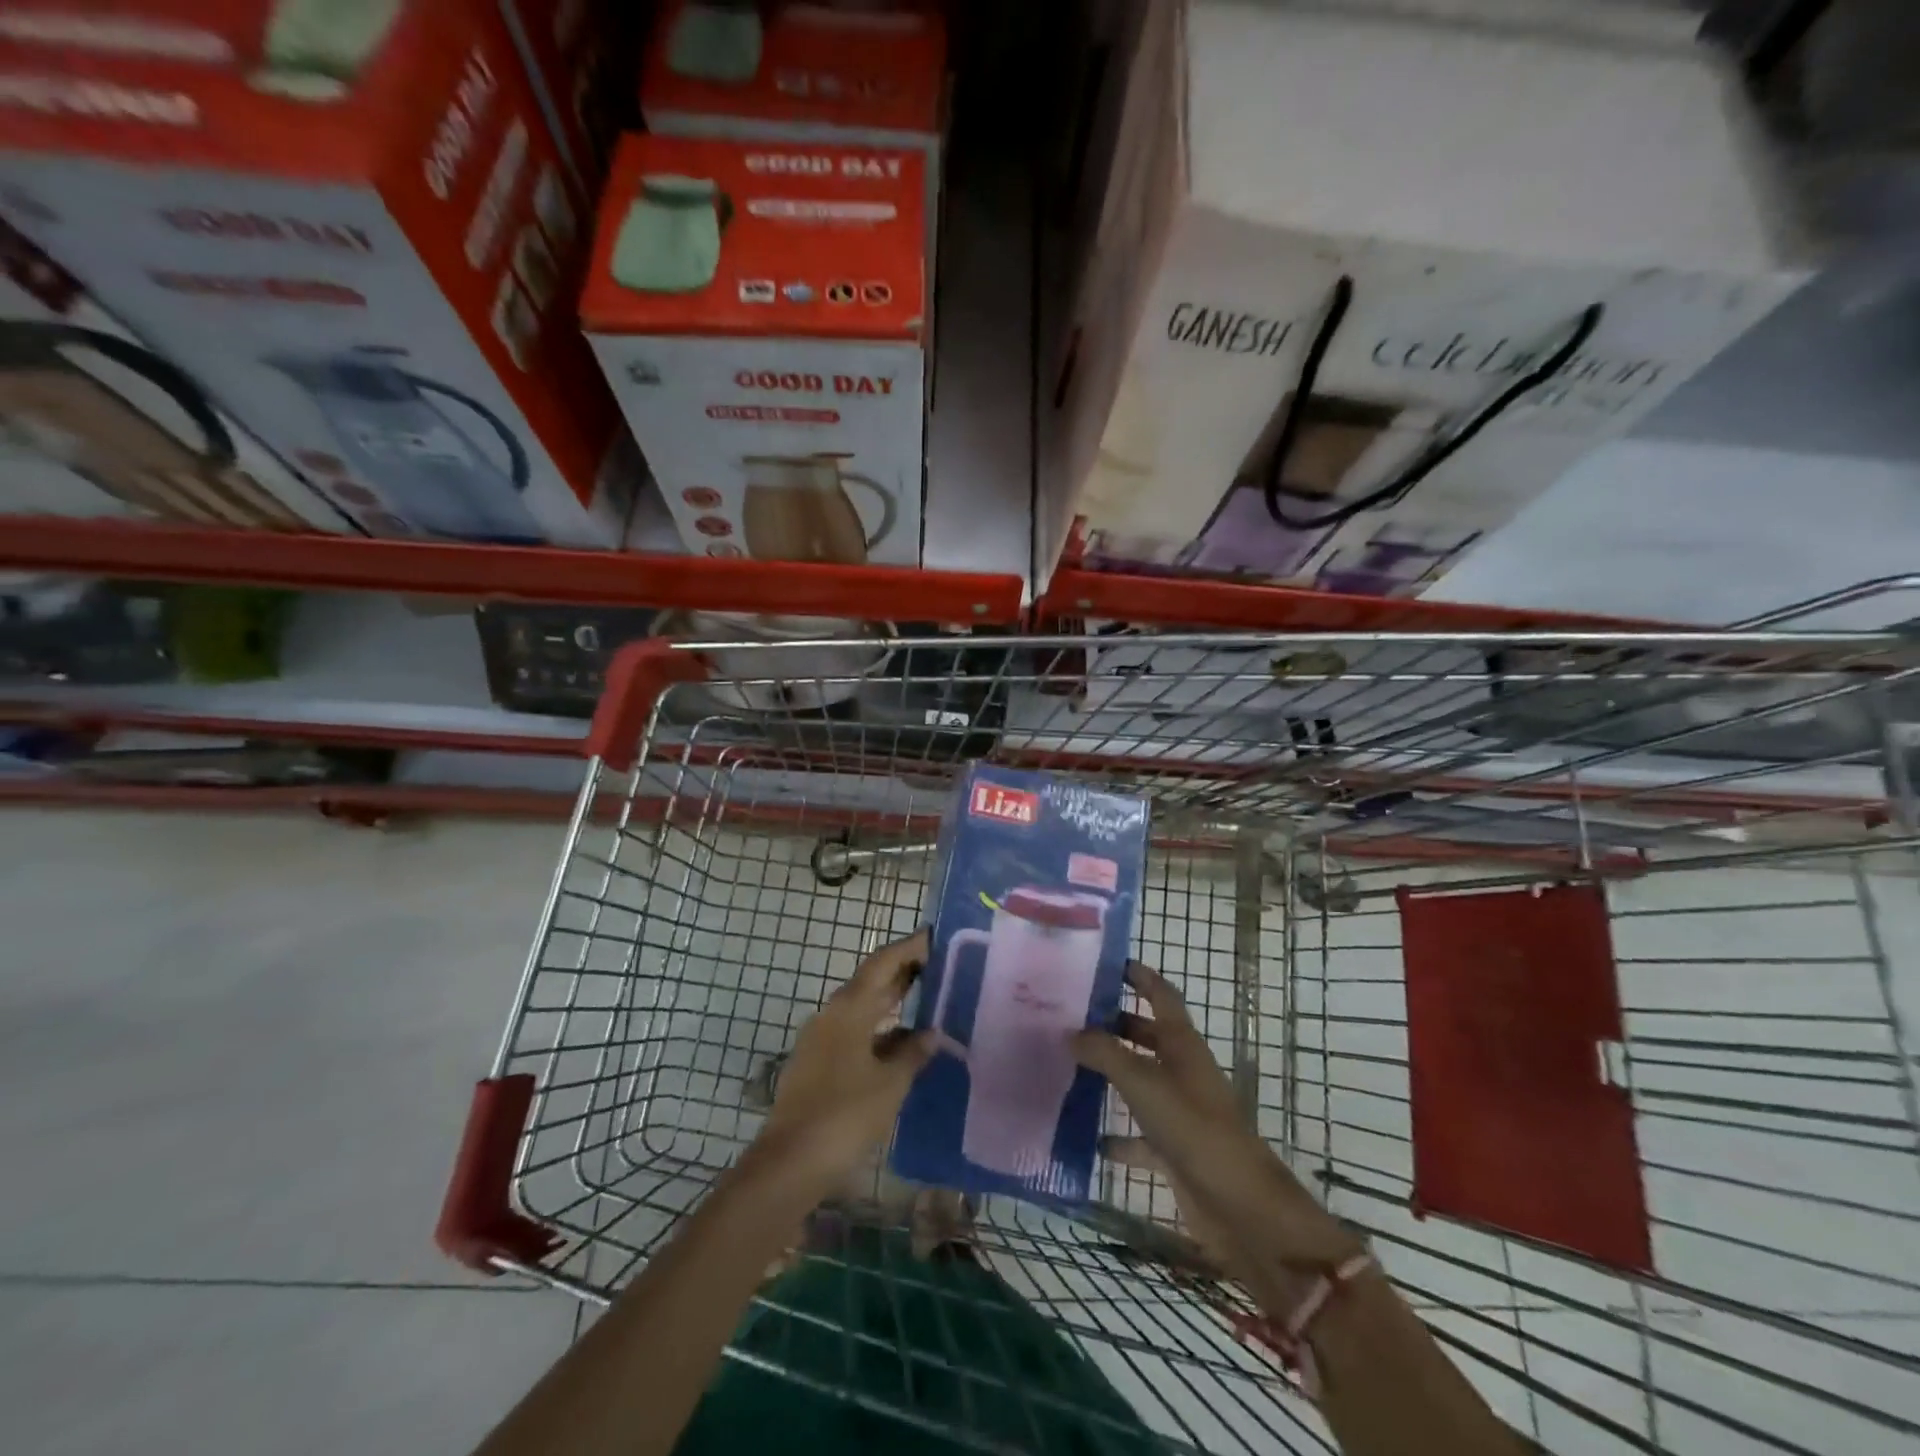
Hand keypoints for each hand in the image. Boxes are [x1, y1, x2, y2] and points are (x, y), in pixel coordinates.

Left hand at [752, 930, 934, 1193]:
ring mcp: (821, 1039)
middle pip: (872, 981)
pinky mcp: (817, 1064)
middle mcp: (832, 1014)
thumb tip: (930, 1033)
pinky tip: (903, 1046)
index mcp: (849, 1008)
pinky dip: (880, 1031)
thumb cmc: (845, 1115)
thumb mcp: (890, 1083)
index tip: (936, 936)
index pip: (884, 962)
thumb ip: (912, 1053)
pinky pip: (855, 1033)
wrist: (789, 1163)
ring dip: (893, 1003)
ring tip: (929, 1002)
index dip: (910, 947)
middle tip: (941, 965)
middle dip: (904, 972)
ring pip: (863, 1009)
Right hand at [1075, 963, 1362, 1303]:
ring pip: (1139, 1081)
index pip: (1160, 994)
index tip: (1107, 963)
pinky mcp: (1173, 1149)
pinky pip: (1137, 1133)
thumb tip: (1071, 1032)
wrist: (1239, 1206)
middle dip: (1114, 1023)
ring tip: (1068, 1065)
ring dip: (1110, 1074)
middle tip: (1071, 1015)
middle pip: (1146, 1035)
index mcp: (1182, 1044)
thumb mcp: (1143, 1082)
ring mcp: (1179, 1110)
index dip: (1139, 976)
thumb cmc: (1193, 1128)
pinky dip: (1115, 1134)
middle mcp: (1182, 1070)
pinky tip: (1085, 1136)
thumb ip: (1105, 1053)